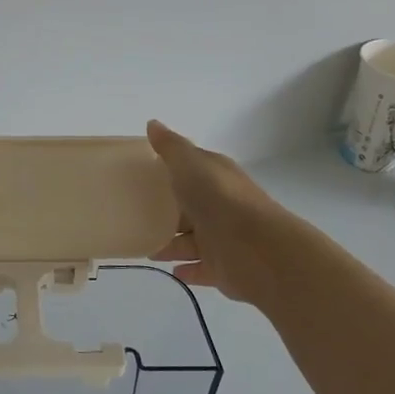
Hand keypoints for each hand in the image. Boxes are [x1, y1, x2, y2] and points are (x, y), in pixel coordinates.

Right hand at [147, 119, 286, 303]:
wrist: (258, 249)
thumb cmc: (219, 199)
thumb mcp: (190, 164)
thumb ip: (170, 147)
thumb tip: (153, 124)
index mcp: (214, 177)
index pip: (190, 170)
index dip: (169, 171)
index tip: (142, 177)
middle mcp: (220, 206)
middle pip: (189, 208)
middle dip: (167, 212)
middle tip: (136, 216)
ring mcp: (223, 238)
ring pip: (192, 240)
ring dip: (172, 244)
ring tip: (147, 248)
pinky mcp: (224, 268)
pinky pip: (201, 268)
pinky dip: (188, 269)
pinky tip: (172, 270)